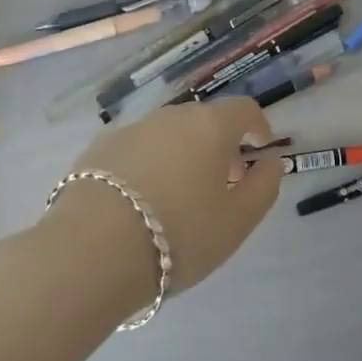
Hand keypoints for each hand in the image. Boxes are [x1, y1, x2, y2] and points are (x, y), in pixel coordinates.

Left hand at [46, 97, 282, 300]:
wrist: (90, 251)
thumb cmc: (179, 234)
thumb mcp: (237, 221)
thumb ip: (264, 186)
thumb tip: (271, 161)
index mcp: (210, 125)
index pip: (244, 109)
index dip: (258, 127)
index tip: (260, 151)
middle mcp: (171, 116)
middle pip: (204, 121)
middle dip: (219, 145)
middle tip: (222, 182)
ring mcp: (131, 129)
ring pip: (168, 135)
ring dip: (181, 154)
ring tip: (178, 196)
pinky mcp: (98, 150)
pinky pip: (136, 150)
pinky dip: (147, 166)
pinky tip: (139, 202)